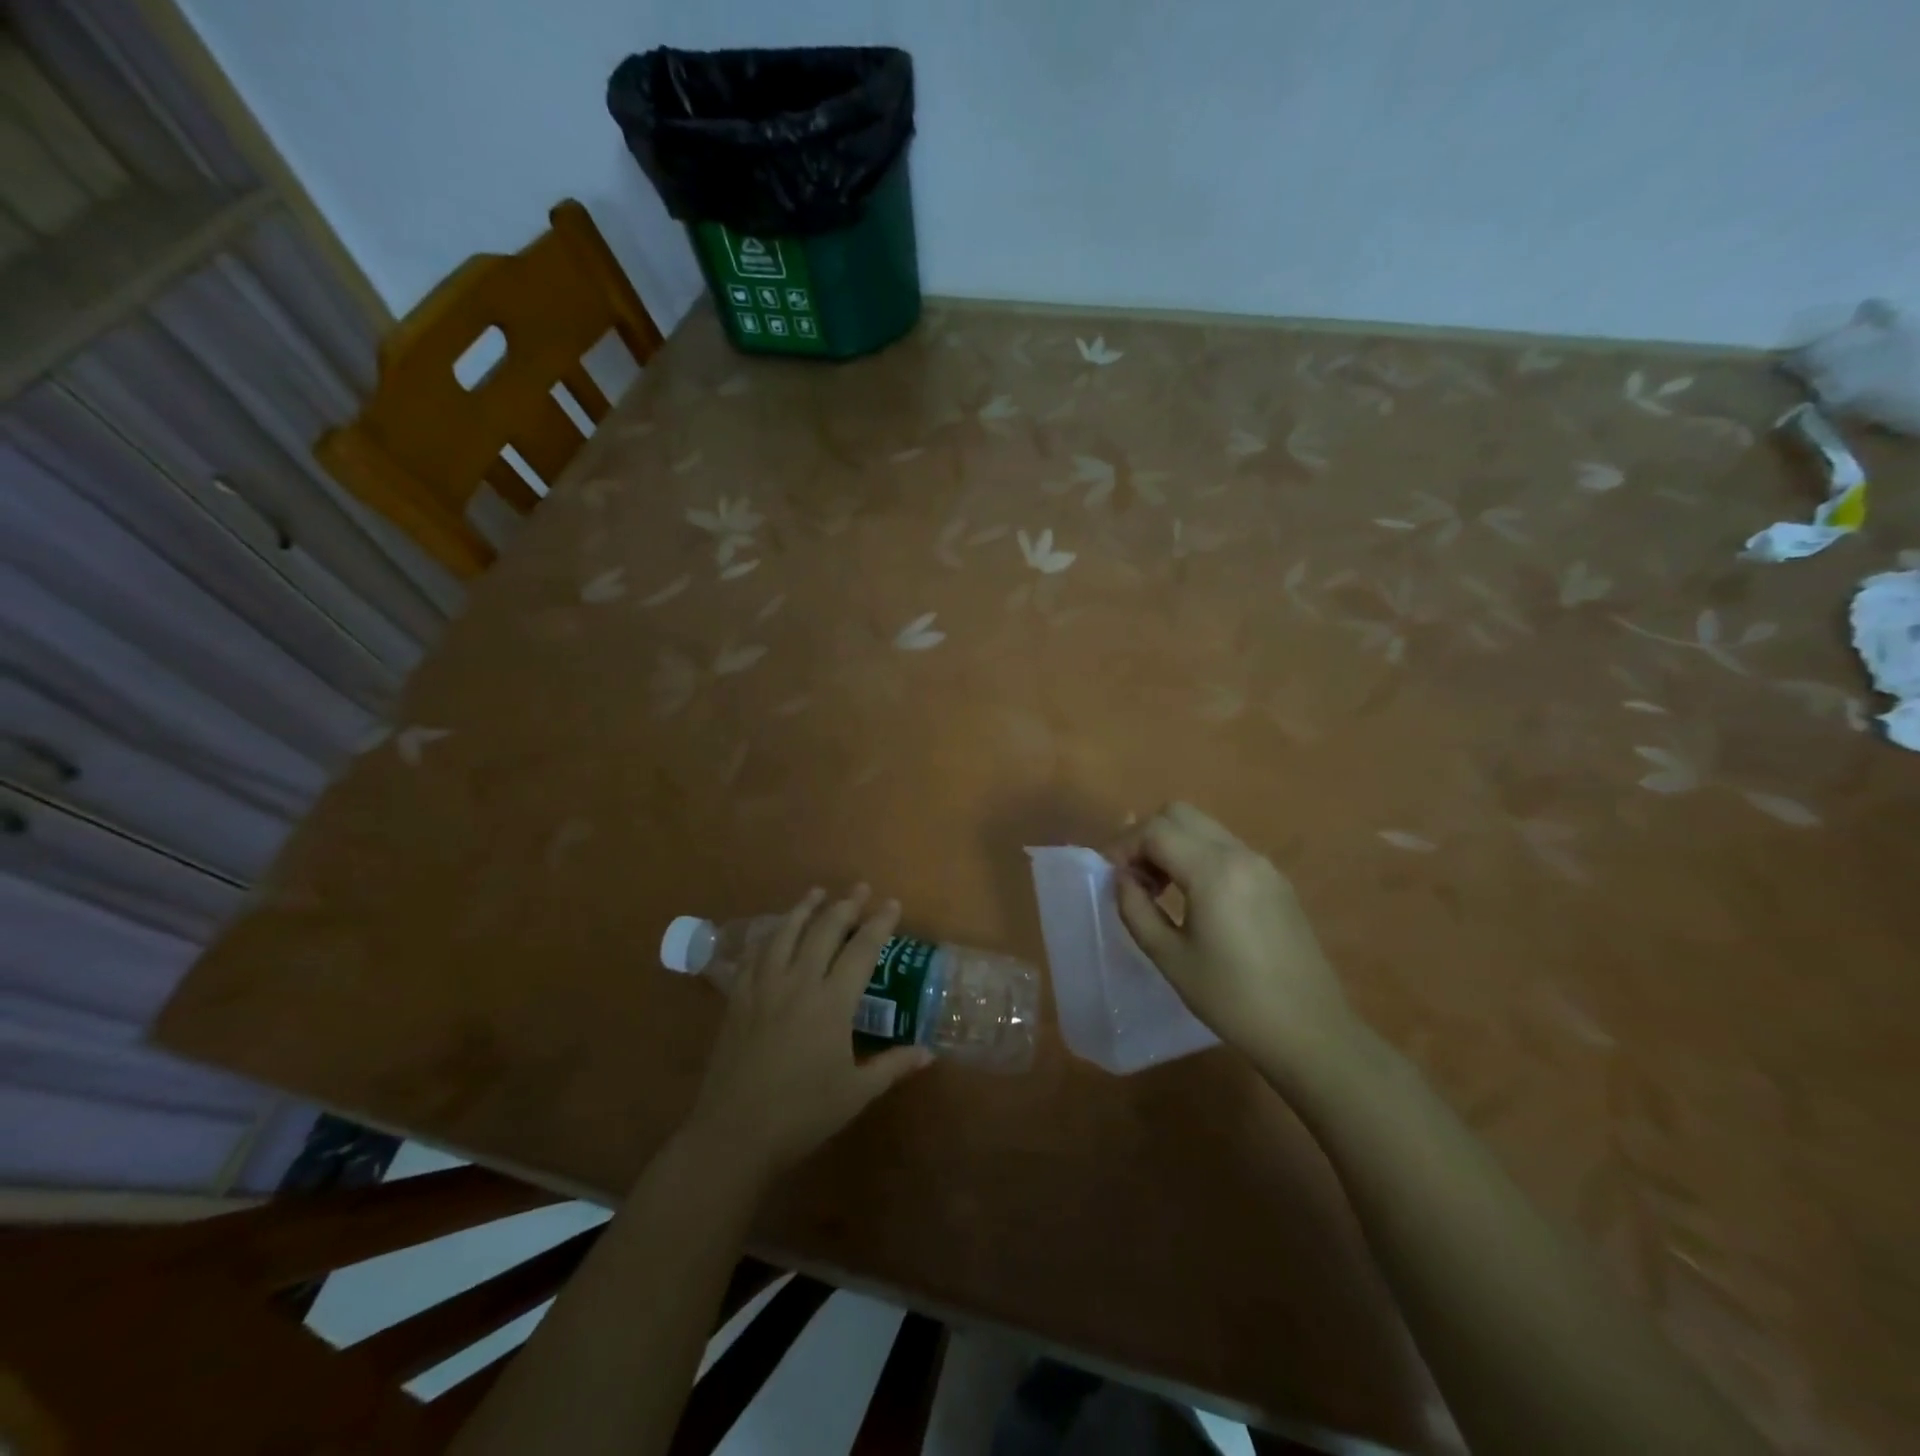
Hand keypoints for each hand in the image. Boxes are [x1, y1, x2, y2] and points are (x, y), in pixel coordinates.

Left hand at [684, 886, 930, 1181]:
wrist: (734, 1134)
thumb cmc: (802, 1114)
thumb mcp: (857, 1092)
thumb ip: (893, 1066)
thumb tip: (928, 1053)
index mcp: (832, 1003)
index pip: (862, 950)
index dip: (879, 924)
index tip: (892, 903)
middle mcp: (799, 983)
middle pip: (824, 930)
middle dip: (845, 905)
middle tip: (859, 888)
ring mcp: (764, 988)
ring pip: (786, 934)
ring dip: (804, 909)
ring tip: (816, 892)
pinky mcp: (738, 999)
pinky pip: (755, 955)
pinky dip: (769, 935)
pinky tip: (775, 931)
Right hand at [1112, 803, 1356, 1064]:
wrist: (1310, 1032)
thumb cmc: (1232, 1000)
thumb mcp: (1169, 957)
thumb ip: (1135, 909)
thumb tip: (1121, 879)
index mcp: (1213, 871)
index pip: (1155, 831)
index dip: (1123, 845)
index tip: (1109, 876)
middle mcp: (1240, 855)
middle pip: (1180, 814)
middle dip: (1146, 836)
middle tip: (1133, 877)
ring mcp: (1263, 865)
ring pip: (1204, 827)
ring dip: (1172, 844)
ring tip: (1159, 889)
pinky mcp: (1276, 881)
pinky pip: (1226, 847)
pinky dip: (1197, 856)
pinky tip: (1193, 898)